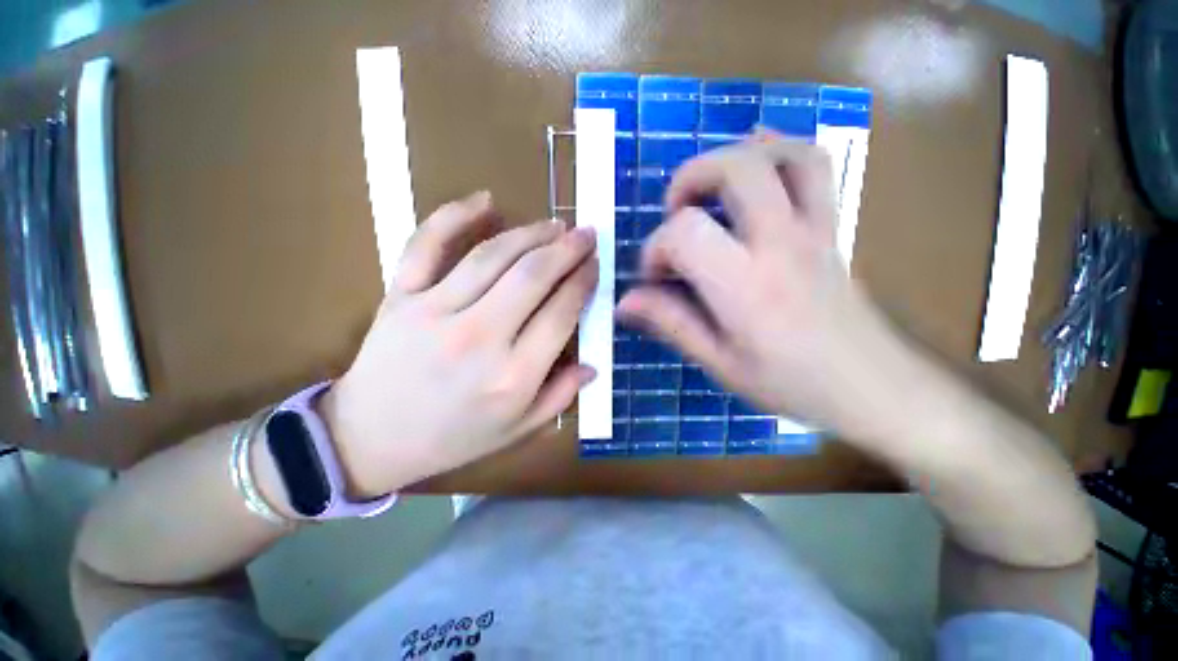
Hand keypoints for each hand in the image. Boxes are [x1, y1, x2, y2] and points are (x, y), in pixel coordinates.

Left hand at [322, 191, 597, 495]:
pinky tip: (485, 200)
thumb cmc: (451, 438)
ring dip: (530, 233)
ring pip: (491, 256)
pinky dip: (454, 216)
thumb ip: (560, 397)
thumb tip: (592, 364)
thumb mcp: (516, 431)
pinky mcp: (400, 297)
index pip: (561, 314)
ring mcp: (433, 312)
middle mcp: (478, 339)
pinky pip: (426, 244)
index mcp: (512, 377)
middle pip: (532, 277)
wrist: (367, 440)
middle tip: (585, 234)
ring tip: (554, 225)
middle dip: (566, 249)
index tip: (595, 265)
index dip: (583, 283)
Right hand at [617, 136, 919, 441]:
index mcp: (746, 286)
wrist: (874, 387)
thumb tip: (624, 302)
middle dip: (690, 179)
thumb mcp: (719, 363)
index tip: (656, 277)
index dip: (656, 249)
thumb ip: (671, 324)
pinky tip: (757, 158)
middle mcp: (781, 244)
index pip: (686, 233)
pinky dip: (779, 149)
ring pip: (783, 155)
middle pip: (737, 168)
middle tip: (675, 213)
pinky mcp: (830, 227)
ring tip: (709, 188)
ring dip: (734, 157)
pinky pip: (815, 167)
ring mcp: (814, 229)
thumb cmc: (791, 383)